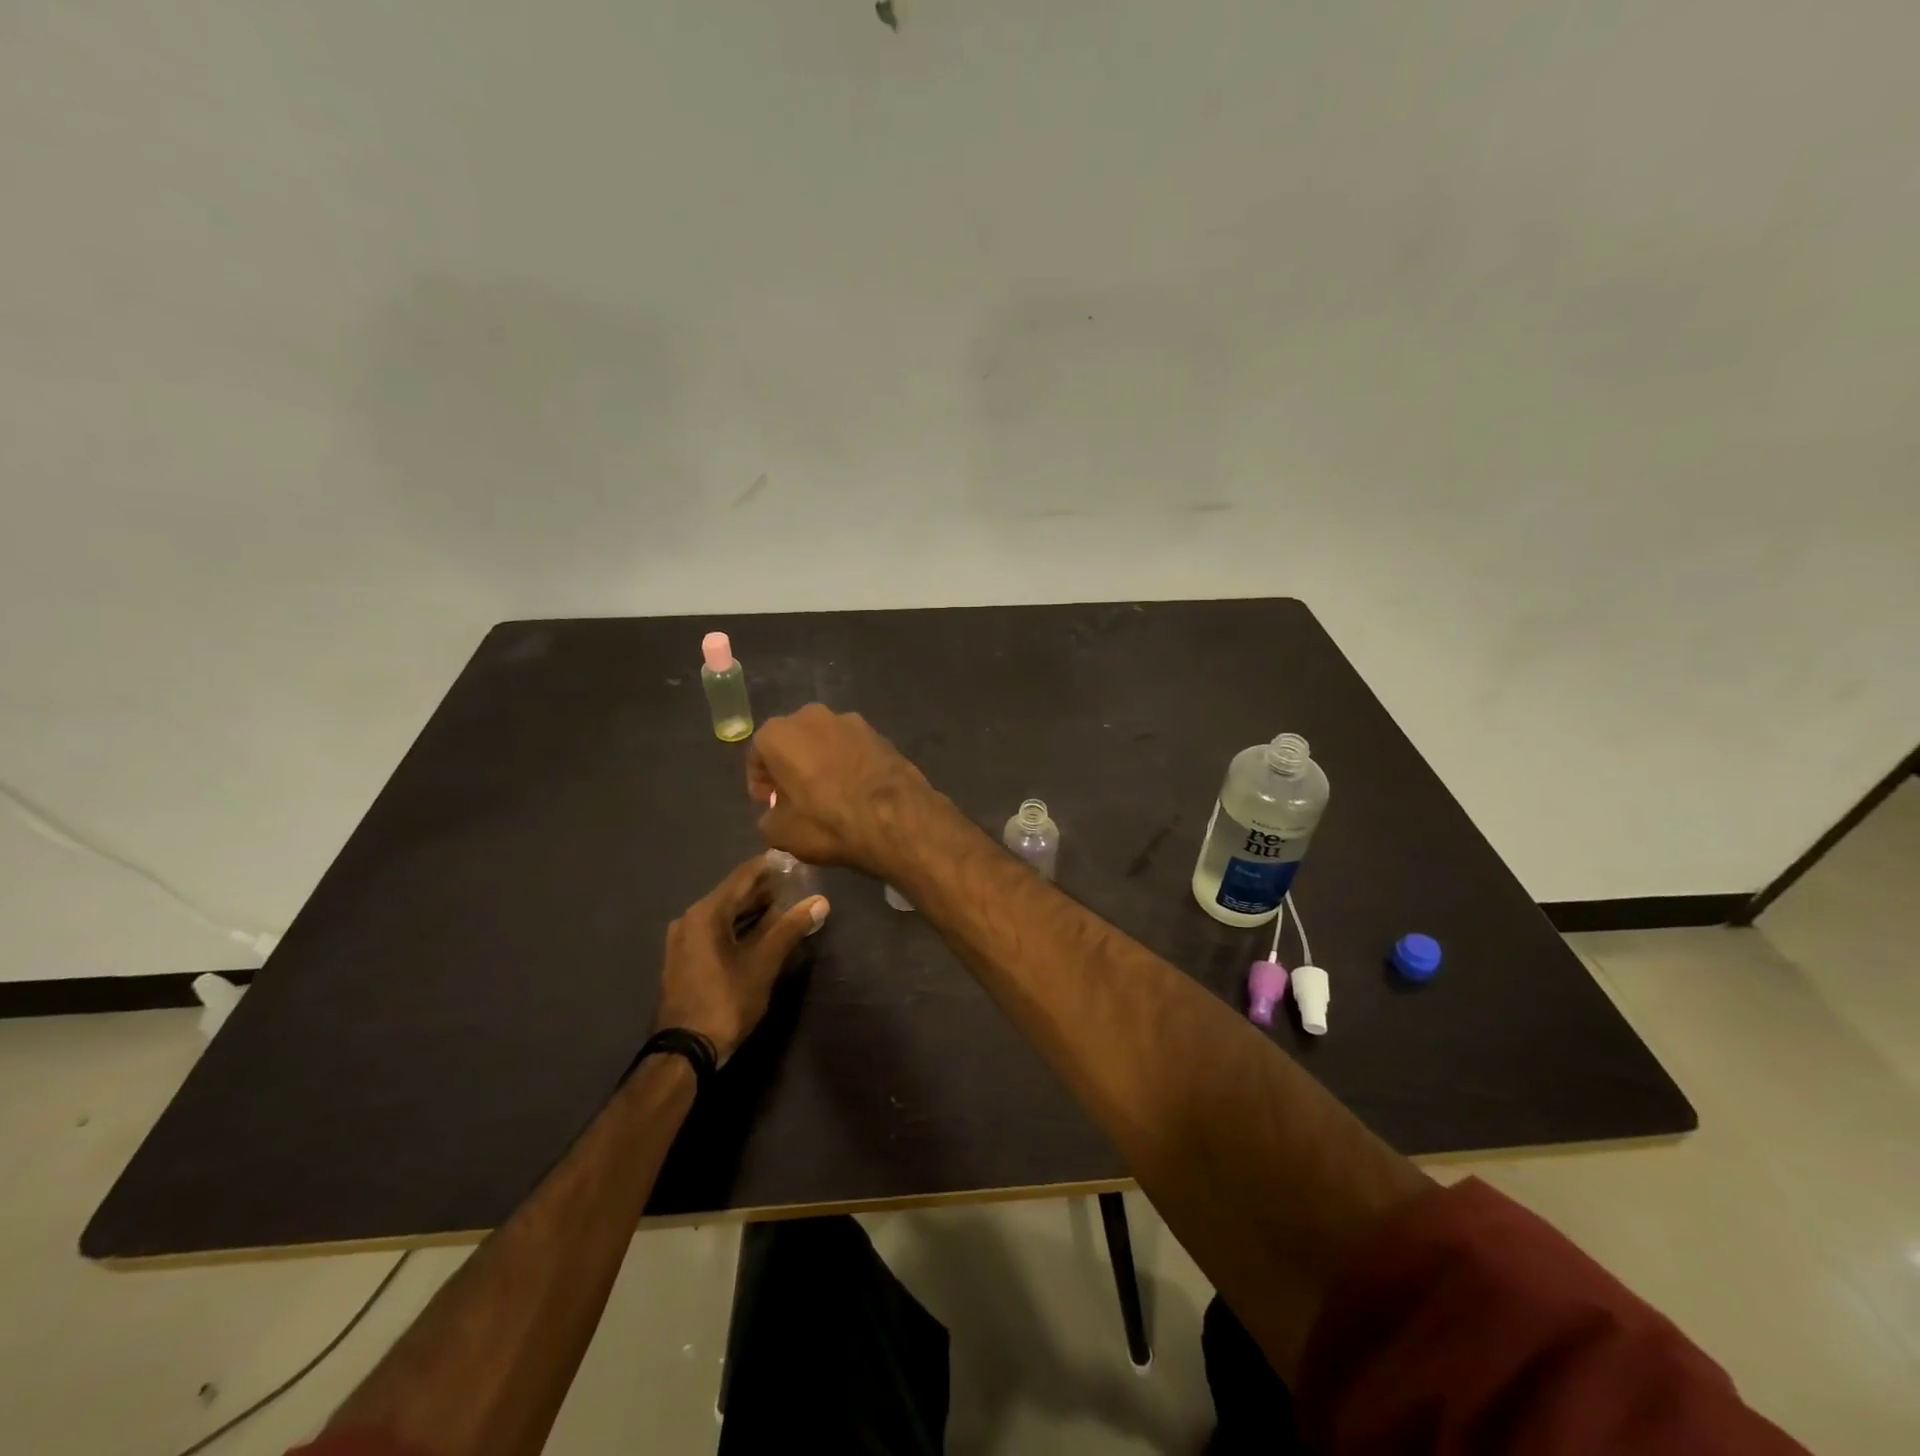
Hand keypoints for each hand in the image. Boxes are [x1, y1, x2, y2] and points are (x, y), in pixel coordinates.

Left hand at [653, 856, 828, 1063]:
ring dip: (752, 910)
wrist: (685, 1051)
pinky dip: (738, 927)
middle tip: (797, 885)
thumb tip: (820, 901)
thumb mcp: (764, 963)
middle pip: (732, 894)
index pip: (743, 876)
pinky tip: (760, 933)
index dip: (770, 866)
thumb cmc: (726, 1000)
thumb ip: (791, 928)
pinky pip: (715, 931)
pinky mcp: (684, 959)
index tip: (795, 859)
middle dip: (764, 890)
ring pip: (724, 914)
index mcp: (706, 913)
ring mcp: (683, 940)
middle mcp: (689, 919)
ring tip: (785, 907)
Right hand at [747, 704, 939, 874]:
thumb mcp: (781, 832)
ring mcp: (851, 721)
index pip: (757, 755)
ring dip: (820, 762)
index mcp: (779, 733)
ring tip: (828, 794)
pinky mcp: (880, 733)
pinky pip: (853, 749)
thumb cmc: (827, 822)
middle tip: (795, 797)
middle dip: (790, 767)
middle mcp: (813, 716)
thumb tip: (777, 813)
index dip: (759, 783)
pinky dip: (848, 764)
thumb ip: (768, 817)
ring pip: (824, 742)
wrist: (895, 817)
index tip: (768, 804)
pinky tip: (855, 790)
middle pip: (792, 742)